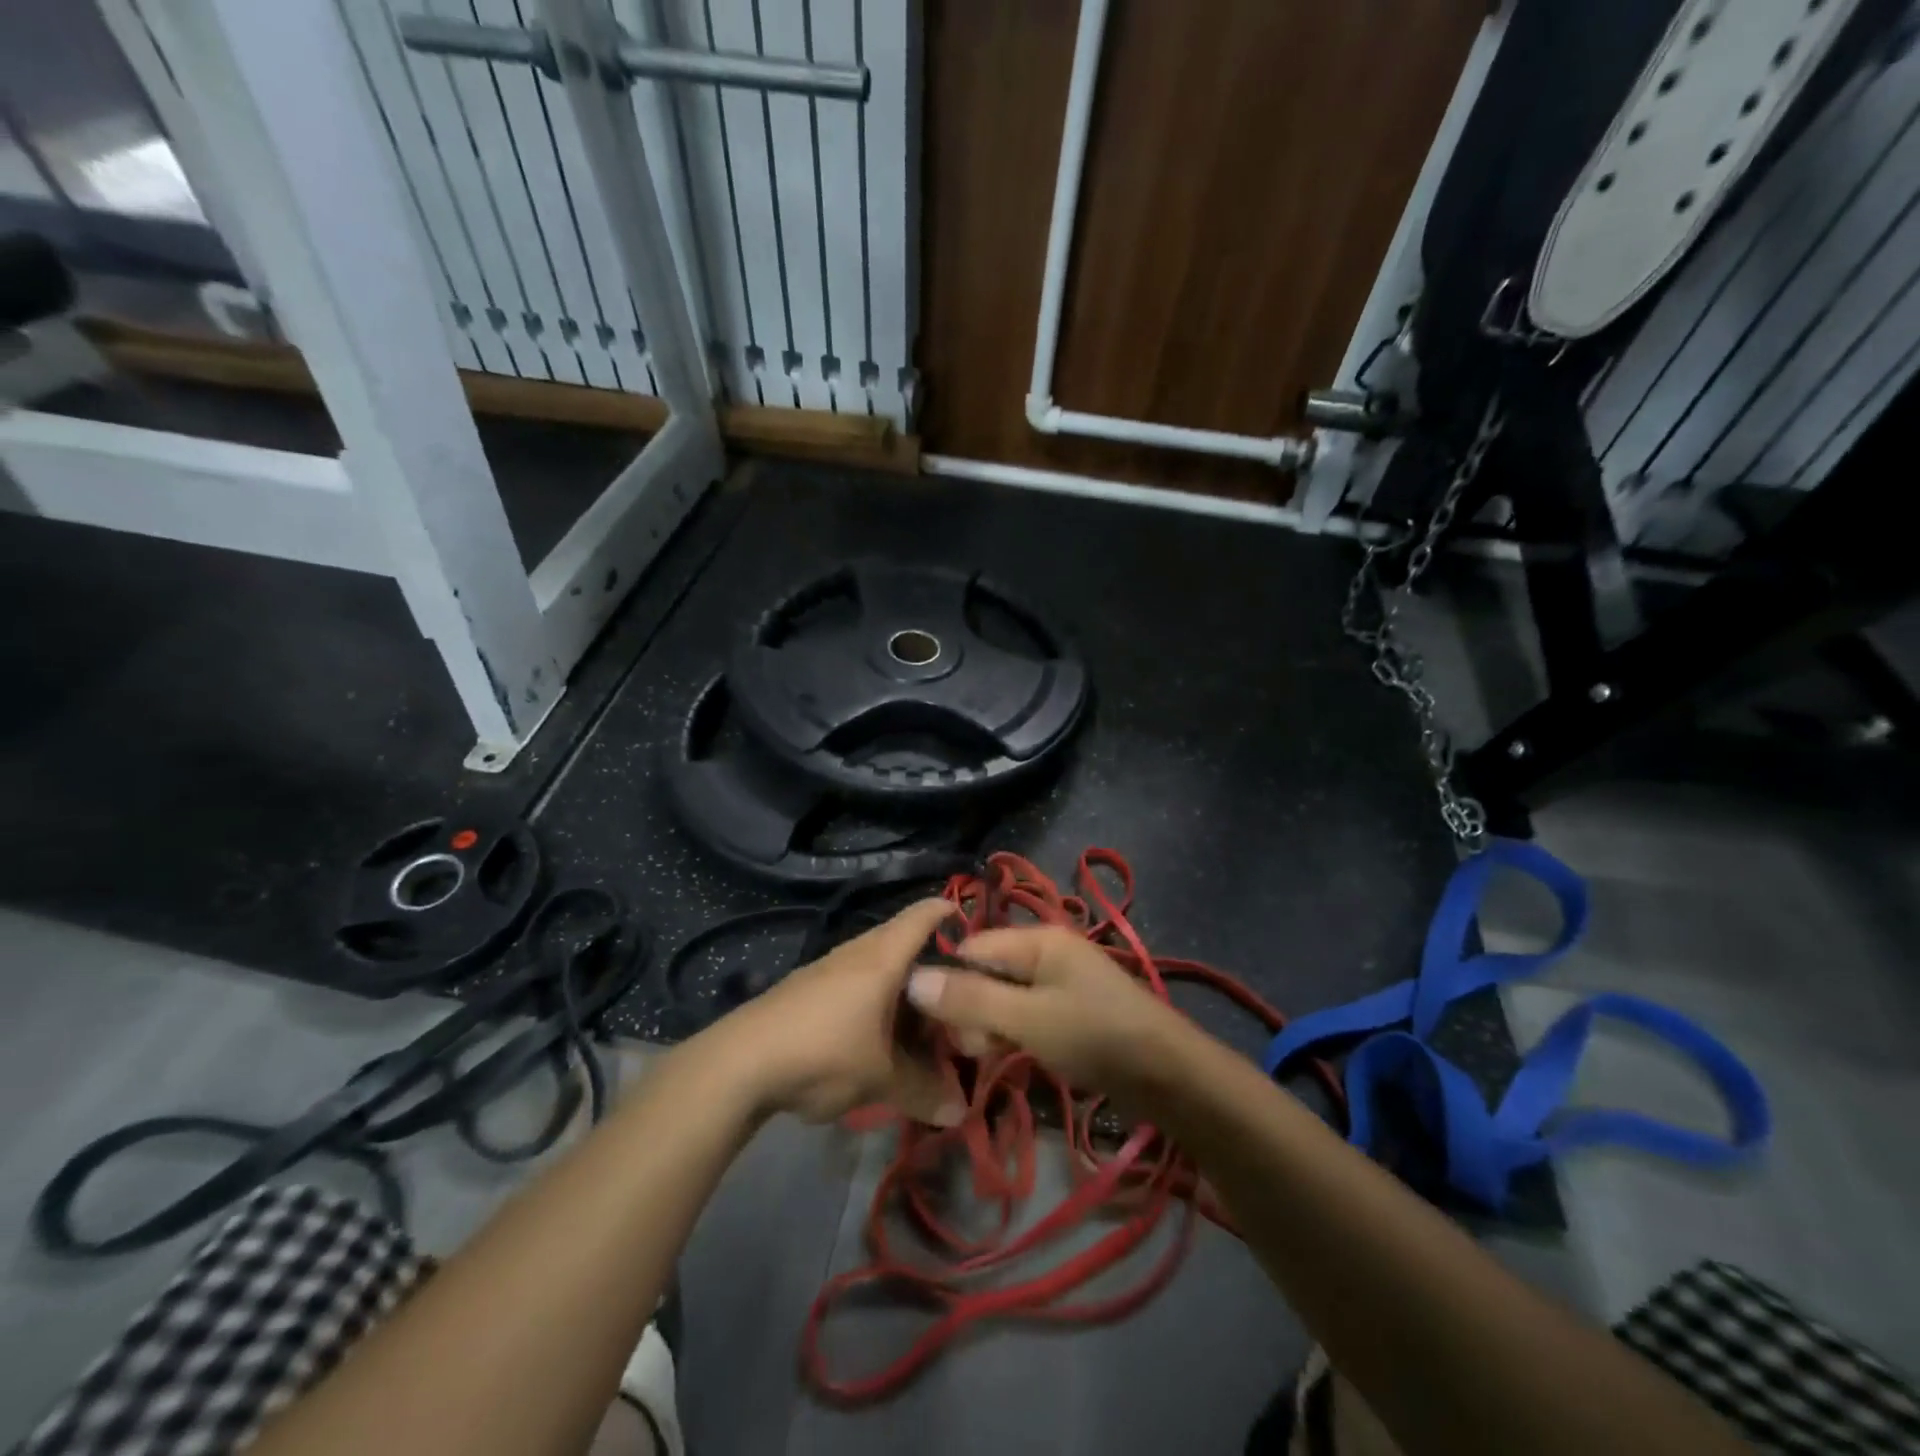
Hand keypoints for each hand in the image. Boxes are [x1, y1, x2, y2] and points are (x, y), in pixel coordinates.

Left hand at [713, 899, 962, 1125]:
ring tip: (921, 1022)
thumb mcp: (880, 1079)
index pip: (924, 915)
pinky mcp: (807, 989)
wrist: (739, 1063)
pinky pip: (855, 983)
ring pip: (878, 966)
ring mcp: (828, 968)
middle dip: (932, 967)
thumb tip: (960, 1111)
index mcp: (883, 957)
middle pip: (903, 943)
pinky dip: (875, 1000)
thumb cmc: (823, 1053)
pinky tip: (876, 1035)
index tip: (978, 930)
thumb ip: (923, 1092)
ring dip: (901, 988)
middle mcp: (857, 951)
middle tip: (957, 997)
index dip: (952, 913)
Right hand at [904, 927, 1184, 1099]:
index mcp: (1037, 939)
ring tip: (991, 1057)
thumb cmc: (1096, 1036)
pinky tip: (1009, 1057)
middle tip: (973, 1049)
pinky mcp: (1068, 1011)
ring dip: (989, 1027)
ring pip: (1003, 997)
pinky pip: (1024, 1014)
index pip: (972, 947)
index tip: (934, 1025)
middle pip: (986, 972)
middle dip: (970, 1009)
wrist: (1169, 1076)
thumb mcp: (1027, 1018)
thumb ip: (971, 999)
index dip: (948, 981)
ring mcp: (1059, 982)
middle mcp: (1046, 952)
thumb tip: (912, 979)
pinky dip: (1012, 1034)